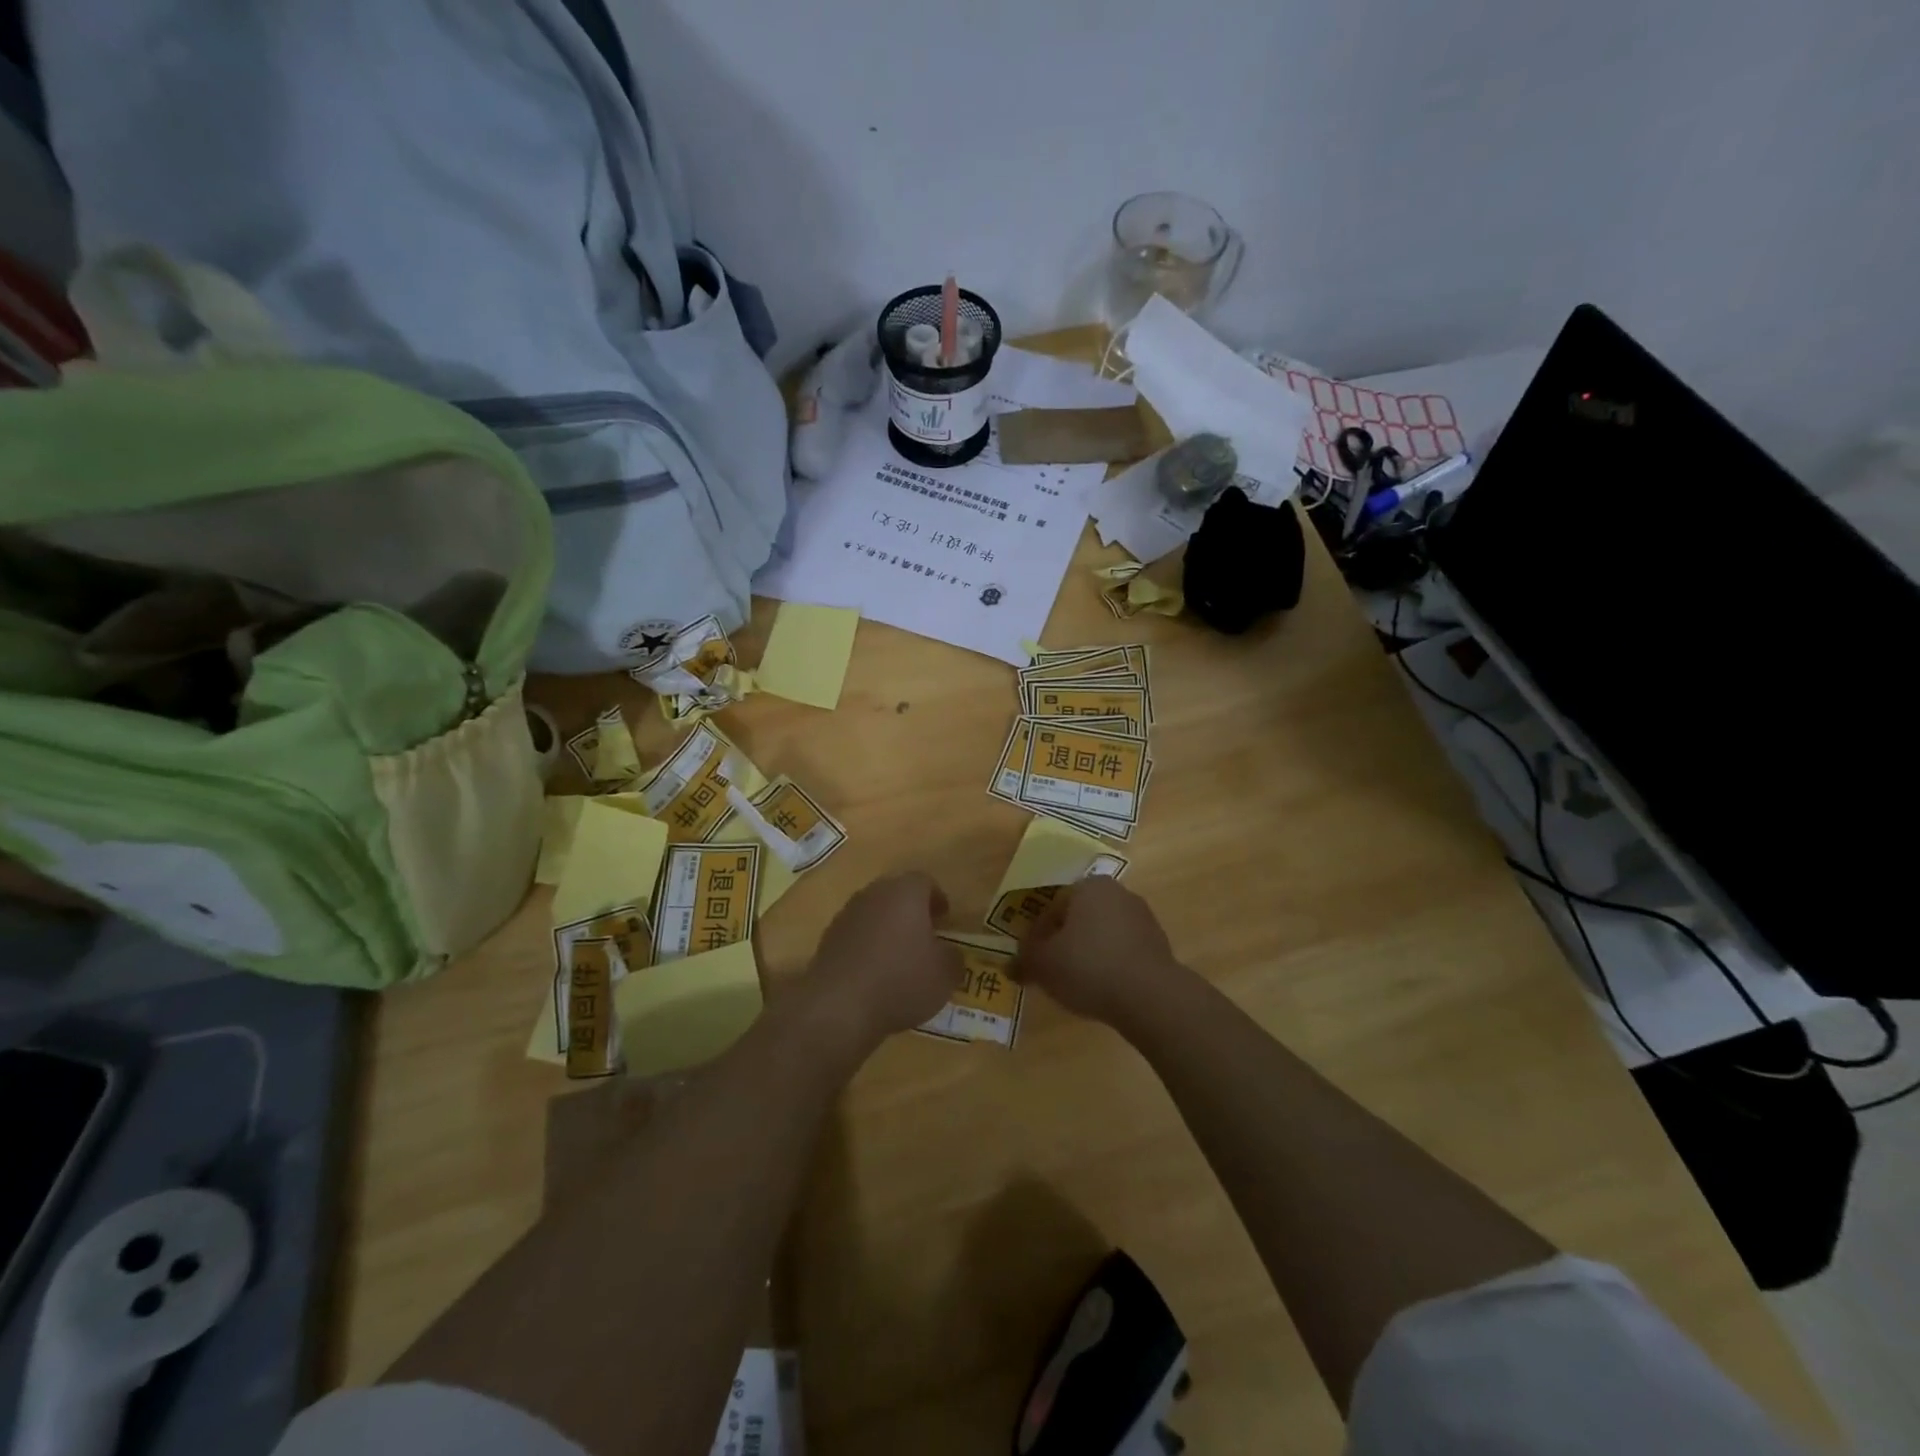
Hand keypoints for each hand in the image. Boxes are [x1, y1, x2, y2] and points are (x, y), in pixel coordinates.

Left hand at [809, 873, 962, 1046]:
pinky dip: (866, 947)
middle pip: (896, 894)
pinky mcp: (827, 940)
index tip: (945, 918)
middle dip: (911, 911)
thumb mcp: (945, 975)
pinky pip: (855, 936)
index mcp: (905, 892)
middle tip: (924, 935)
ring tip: (899, 958)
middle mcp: (873, 895)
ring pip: (873, 914)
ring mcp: (846, 915)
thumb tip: (949, 954)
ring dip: (886, 929)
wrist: (839, 1007)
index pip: (925, 881)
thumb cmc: (901, 981)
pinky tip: (874, 974)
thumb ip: (953, 958)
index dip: (937, 898)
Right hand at [1014, 878, 1182, 1026]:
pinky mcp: (1159, 945)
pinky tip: (1104, 989)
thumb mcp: (1043, 964)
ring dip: (1089, 953)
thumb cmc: (1089, 967)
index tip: (1033, 960)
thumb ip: (1023, 960)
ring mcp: (1143, 918)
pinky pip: (1124, 951)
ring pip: (1103, 934)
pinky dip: (1111, 965)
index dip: (1038, 935)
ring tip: (1078, 984)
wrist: (1150, 996)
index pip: (1053, 906)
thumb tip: (1009, 965)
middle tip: (1053, 971)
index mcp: (1088, 886)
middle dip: (1065, 941)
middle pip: (1079, 918)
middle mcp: (1118, 893)